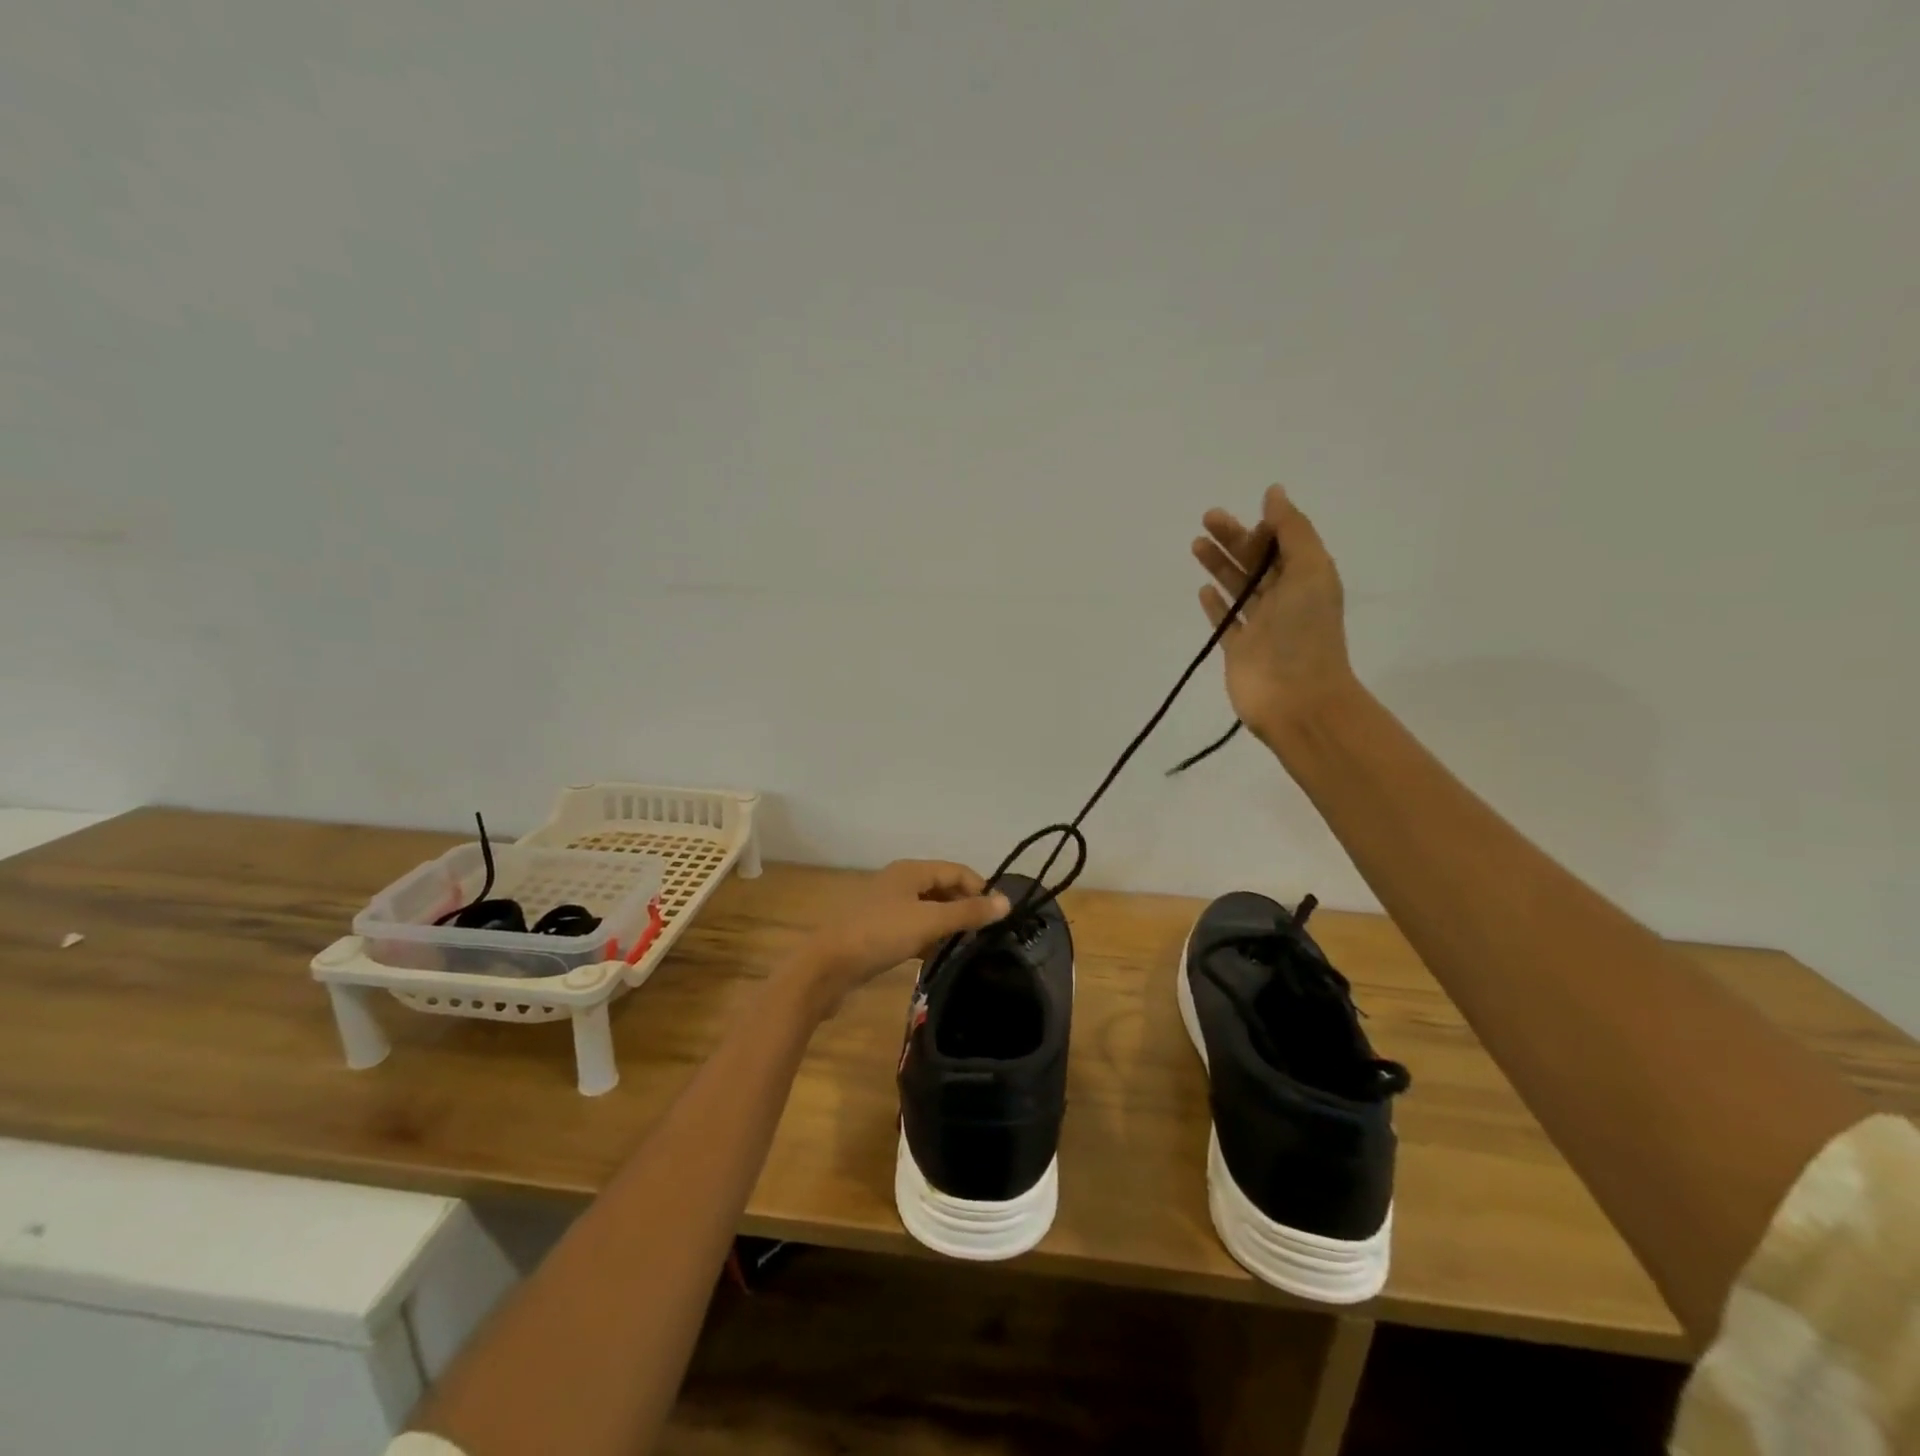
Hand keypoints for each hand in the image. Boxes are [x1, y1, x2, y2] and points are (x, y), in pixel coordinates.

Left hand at [787, 860, 1010, 1015]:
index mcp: (910, 871)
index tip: (998, 916)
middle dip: (964, 906)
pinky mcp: (878, 931)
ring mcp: (886, 907)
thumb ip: (968, 912)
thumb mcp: (929, 921)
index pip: (956, 870)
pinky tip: (937, 957)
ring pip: (928, 909)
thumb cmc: (880, 935)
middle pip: (942, 887)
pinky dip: (928, 938)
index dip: (980, 889)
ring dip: (947, 924)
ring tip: (967, 947)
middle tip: (985, 933)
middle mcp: (899, 882)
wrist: (827, 967)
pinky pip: (913, 928)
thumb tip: (1006, 901)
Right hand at [1193, 485, 1357, 745]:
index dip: (1263, 529)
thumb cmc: (1306, 633)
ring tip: (1196, 545)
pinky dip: (1215, 605)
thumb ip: (1293, 531)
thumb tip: (1273, 493)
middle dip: (1233, 539)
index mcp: (1307, 579)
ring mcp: (1261, 627)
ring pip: (1238, 588)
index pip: (1282, 545)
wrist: (1297, 699)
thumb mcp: (1311, 570)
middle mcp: (1285, 600)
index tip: (1243, 521)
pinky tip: (1202, 591)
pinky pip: (1226, 622)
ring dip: (1218, 566)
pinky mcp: (1239, 651)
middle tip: (1207, 519)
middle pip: (1256, 563)